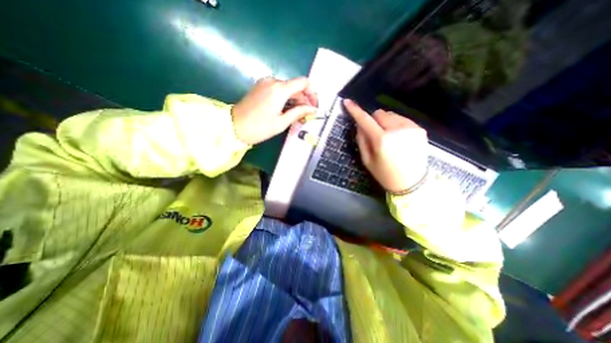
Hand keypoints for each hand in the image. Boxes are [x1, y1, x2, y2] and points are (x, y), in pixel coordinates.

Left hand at [230, 77, 319, 144]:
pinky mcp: (261, 87)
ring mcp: (265, 83)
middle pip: (296, 86)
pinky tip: (287, 110)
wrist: (234, 126)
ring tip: (297, 116)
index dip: (313, 93)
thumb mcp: (281, 123)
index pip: (304, 82)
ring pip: (288, 89)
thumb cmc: (259, 128)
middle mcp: (273, 81)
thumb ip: (299, 113)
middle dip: (304, 100)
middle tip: (307, 115)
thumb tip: (313, 109)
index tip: (314, 106)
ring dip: (295, 100)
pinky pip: (279, 90)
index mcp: (279, 89)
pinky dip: (286, 99)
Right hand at [343, 98, 428, 192]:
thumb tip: (359, 125)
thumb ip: (361, 140)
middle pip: (379, 113)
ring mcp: (411, 128)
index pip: (365, 120)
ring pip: (391, 115)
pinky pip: (402, 119)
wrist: (411, 183)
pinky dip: (396, 124)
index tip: (347, 102)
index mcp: (382, 140)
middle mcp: (397, 130)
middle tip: (375, 133)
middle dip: (373, 120)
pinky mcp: (420, 129)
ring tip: (388, 137)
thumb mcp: (367, 160)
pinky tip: (398, 138)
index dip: (355, 110)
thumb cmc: (384, 174)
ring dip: (385, 122)